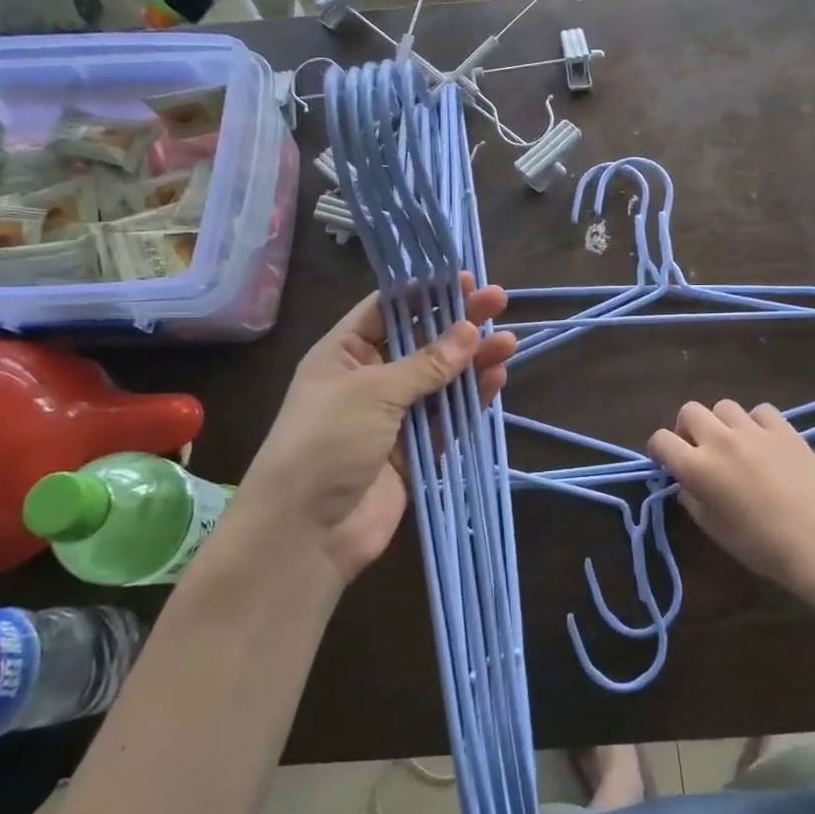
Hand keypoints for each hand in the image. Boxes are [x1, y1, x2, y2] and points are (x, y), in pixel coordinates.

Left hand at [239, 276, 515, 580]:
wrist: (306, 533)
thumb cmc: (327, 442)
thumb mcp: (374, 392)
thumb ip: (427, 364)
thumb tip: (470, 330)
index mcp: (343, 354)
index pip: (387, 310)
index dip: (424, 293)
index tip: (462, 280)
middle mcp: (368, 380)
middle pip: (420, 342)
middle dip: (457, 323)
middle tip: (497, 301)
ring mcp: (392, 418)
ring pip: (439, 381)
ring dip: (472, 362)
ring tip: (508, 342)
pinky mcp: (413, 453)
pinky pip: (446, 419)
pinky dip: (470, 401)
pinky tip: (496, 380)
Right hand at [648, 401, 814, 594]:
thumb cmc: (760, 545)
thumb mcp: (714, 529)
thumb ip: (692, 499)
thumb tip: (687, 483)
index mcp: (697, 467)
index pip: (661, 440)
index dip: (660, 450)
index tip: (668, 462)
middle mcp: (720, 440)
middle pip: (689, 411)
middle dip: (688, 428)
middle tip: (700, 449)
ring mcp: (753, 430)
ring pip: (724, 406)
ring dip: (722, 422)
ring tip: (734, 443)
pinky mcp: (783, 428)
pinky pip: (760, 411)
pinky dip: (756, 422)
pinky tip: (764, 442)